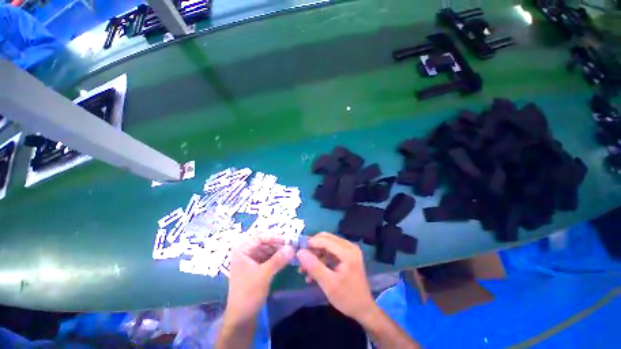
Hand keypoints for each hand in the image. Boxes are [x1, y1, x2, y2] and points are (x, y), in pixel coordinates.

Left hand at [224, 233, 293, 324]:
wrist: (242, 318)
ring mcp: (252, 259)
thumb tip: (292, 247)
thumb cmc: (248, 294)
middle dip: (278, 243)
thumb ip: (278, 260)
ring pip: (268, 249)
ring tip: (291, 251)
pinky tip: (286, 258)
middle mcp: (246, 252)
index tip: (287, 240)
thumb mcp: (264, 275)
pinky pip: (269, 256)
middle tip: (291, 245)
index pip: (259, 236)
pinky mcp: (257, 267)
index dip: (274, 237)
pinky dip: (277, 257)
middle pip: (264, 242)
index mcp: (242, 250)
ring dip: (279, 250)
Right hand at [296, 232, 374, 320]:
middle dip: (312, 248)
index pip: (326, 240)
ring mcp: (348, 250)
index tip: (297, 249)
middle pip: (326, 239)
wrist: (363, 309)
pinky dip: (321, 259)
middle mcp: (349, 246)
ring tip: (304, 269)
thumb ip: (314, 266)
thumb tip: (300, 252)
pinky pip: (330, 251)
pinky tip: (312, 273)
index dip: (311, 242)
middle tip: (301, 258)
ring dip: (315, 255)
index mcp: (348, 252)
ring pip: (327, 244)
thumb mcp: (329, 284)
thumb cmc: (347, 298)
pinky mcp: (346, 255)